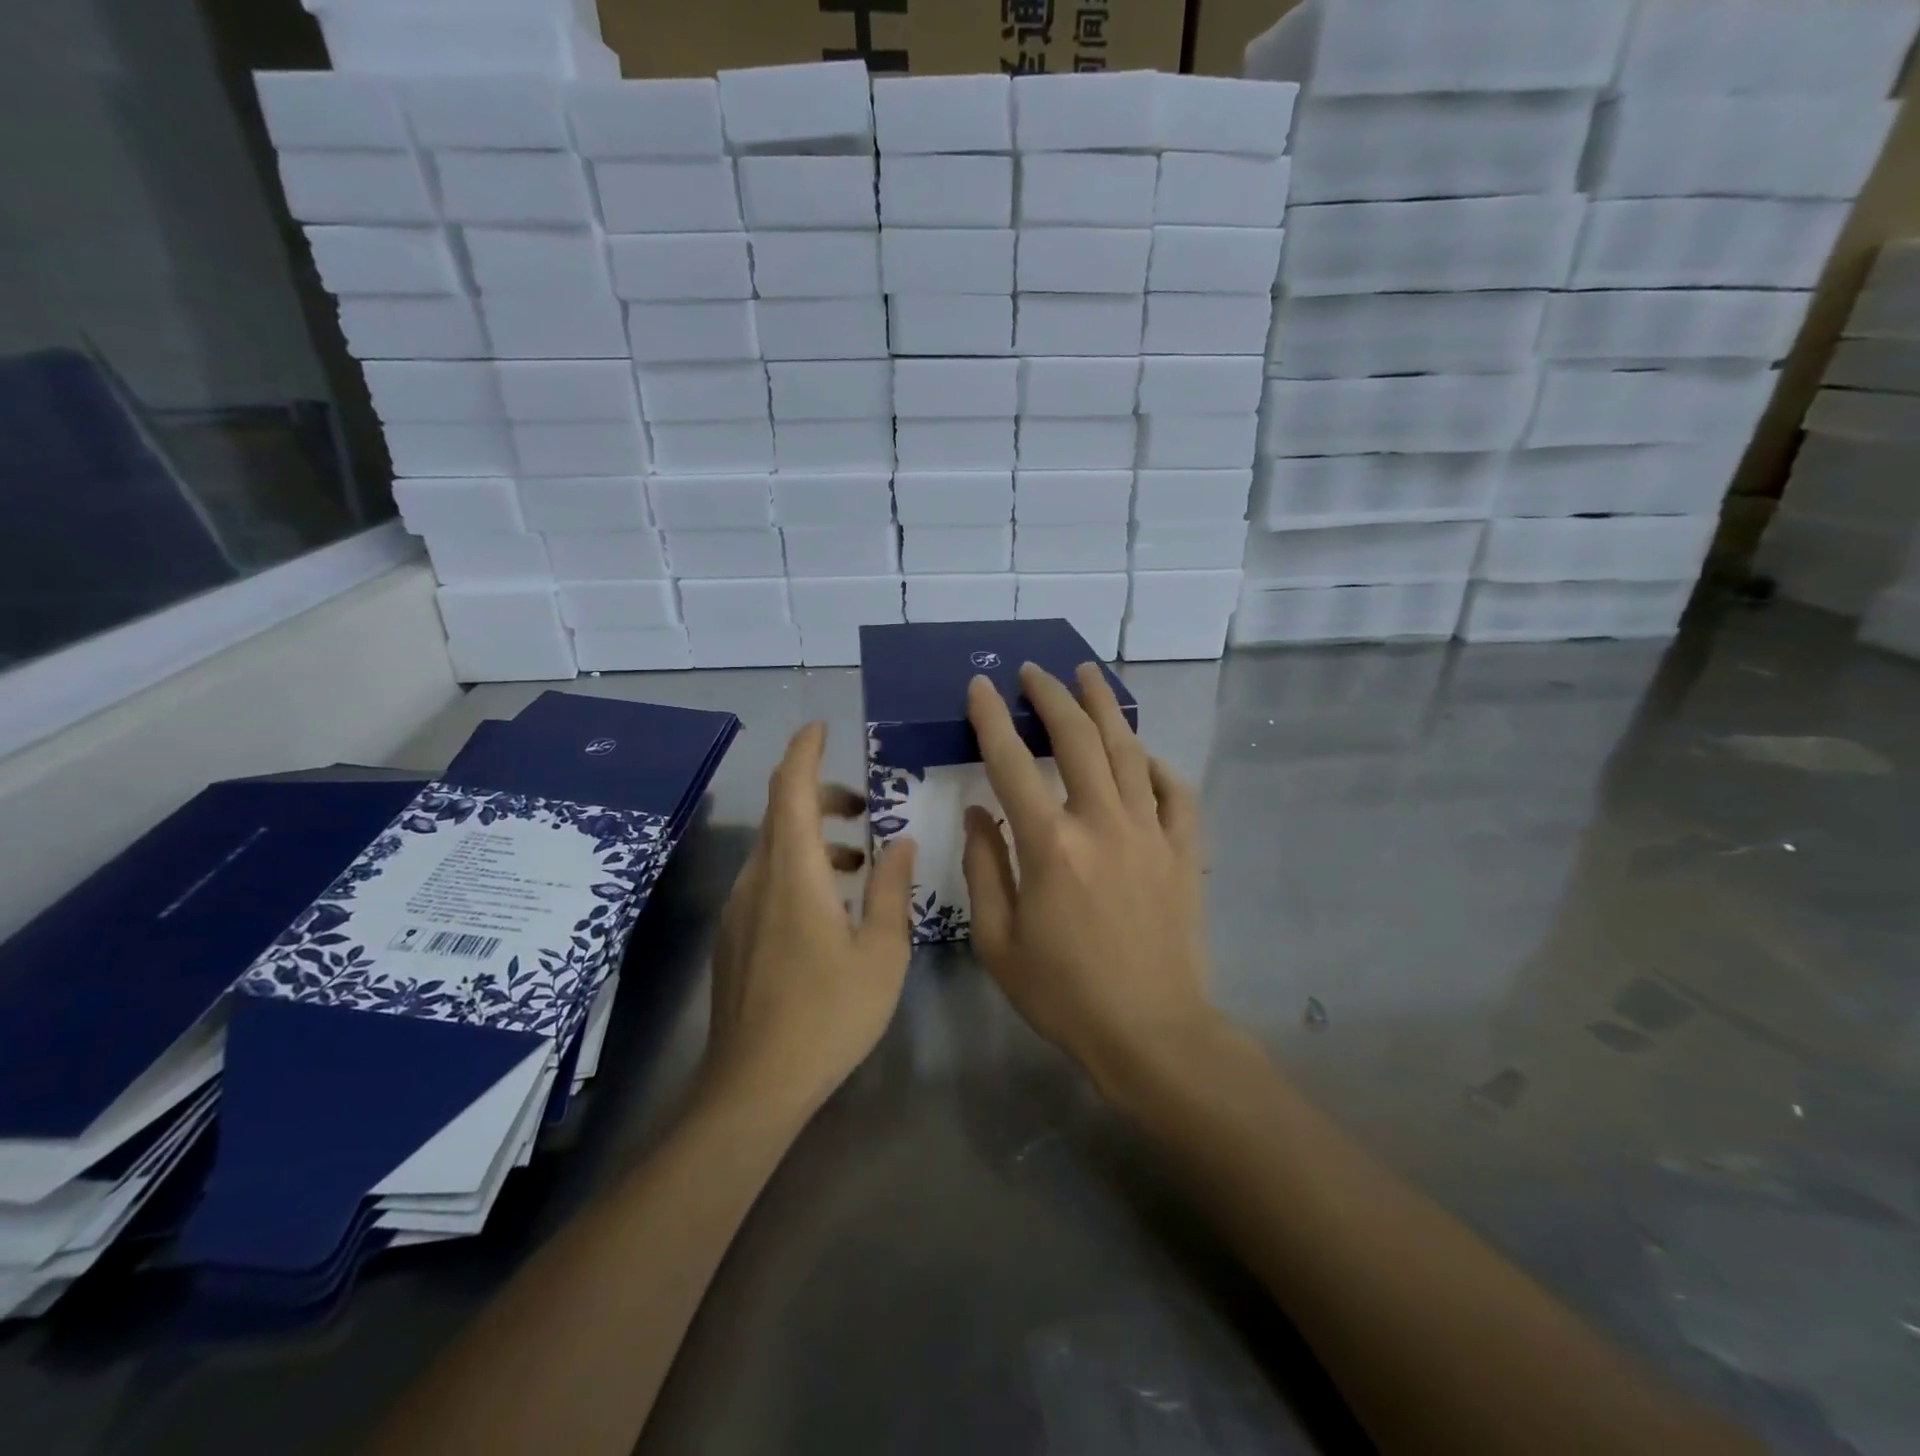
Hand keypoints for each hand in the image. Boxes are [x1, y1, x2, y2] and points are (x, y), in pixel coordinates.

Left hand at [702, 722, 916, 1121]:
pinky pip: (766, 878)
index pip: (791, 789)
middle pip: (782, 813)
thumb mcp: (881, 952)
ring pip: (774, 847)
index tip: (822, 727)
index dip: (804, 751)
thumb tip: (901, 842)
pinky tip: (829, 903)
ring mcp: (739, 908)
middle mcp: (757, 879)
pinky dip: (798, 866)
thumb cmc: (828, 1015)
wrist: (754, 1086)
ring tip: (858, 858)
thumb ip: (892, 889)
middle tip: (863, 805)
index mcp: (793, 873)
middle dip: (820, 794)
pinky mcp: (734, 935)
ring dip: (813, 836)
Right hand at [962, 663, 1218, 1096]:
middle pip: (1078, 739)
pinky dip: (1156, 765)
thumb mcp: (998, 942)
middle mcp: (1102, 824)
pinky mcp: (1183, 851)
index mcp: (1051, 846)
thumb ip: (984, 869)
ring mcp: (1150, 833)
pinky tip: (1142, 754)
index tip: (980, 686)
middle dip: (1051, 696)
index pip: (1012, 763)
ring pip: (1129, 750)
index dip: (992, 719)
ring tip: (1088, 675)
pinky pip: (1175, 791)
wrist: (1151, 1032)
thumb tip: (979, 815)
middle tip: (1034, 670)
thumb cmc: (1064, 994)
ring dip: (1105, 707)